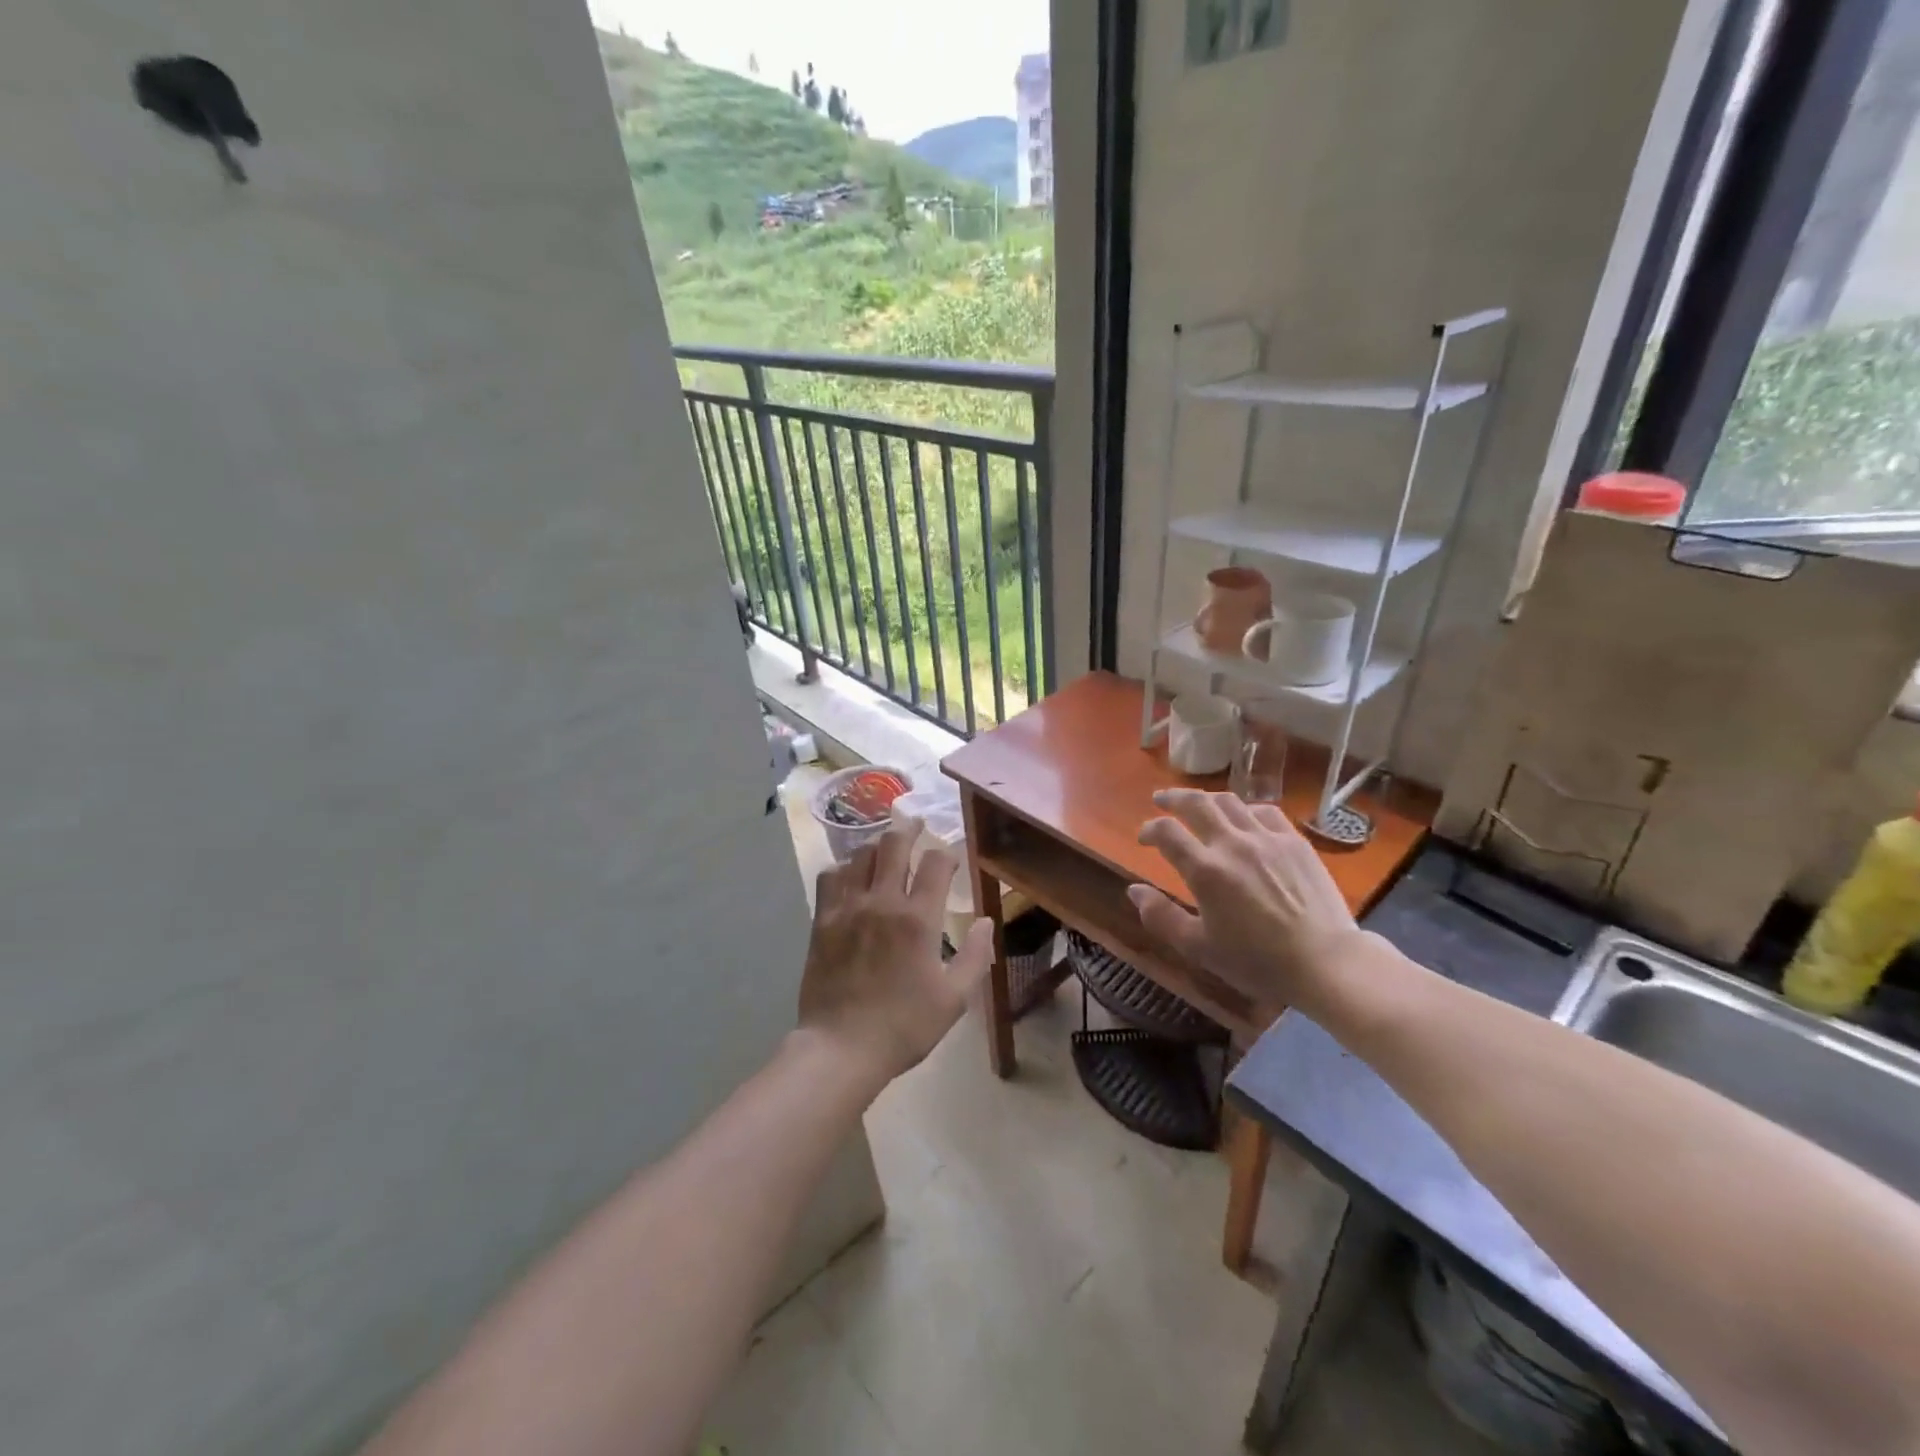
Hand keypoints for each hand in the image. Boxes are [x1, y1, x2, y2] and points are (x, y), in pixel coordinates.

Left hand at [797, 814, 993, 1086]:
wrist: (841, 1048)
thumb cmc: (904, 1026)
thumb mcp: (954, 998)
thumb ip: (975, 956)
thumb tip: (984, 921)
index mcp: (919, 919)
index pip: (935, 864)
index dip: (946, 854)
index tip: (949, 858)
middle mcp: (883, 902)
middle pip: (894, 845)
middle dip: (909, 829)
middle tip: (916, 825)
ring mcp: (848, 908)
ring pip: (861, 855)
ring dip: (877, 846)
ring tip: (885, 848)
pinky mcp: (823, 920)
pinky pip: (830, 877)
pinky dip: (843, 867)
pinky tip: (850, 874)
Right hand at [1129, 790, 1362, 1016]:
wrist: (1326, 963)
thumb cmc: (1258, 962)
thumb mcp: (1199, 948)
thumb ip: (1161, 917)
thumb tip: (1133, 890)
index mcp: (1205, 870)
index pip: (1167, 832)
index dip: (1150, 829)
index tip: (1144, 837)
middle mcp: (1233, 844)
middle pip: (1196, 803)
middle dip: (1172, 798)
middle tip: (1161, 800)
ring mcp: (1267, 838)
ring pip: (1229, 802)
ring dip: (1206, 799)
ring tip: (1197, 803)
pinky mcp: (1295, 841)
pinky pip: (1265, 811)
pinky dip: (1245, 809)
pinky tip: (1244, 818)